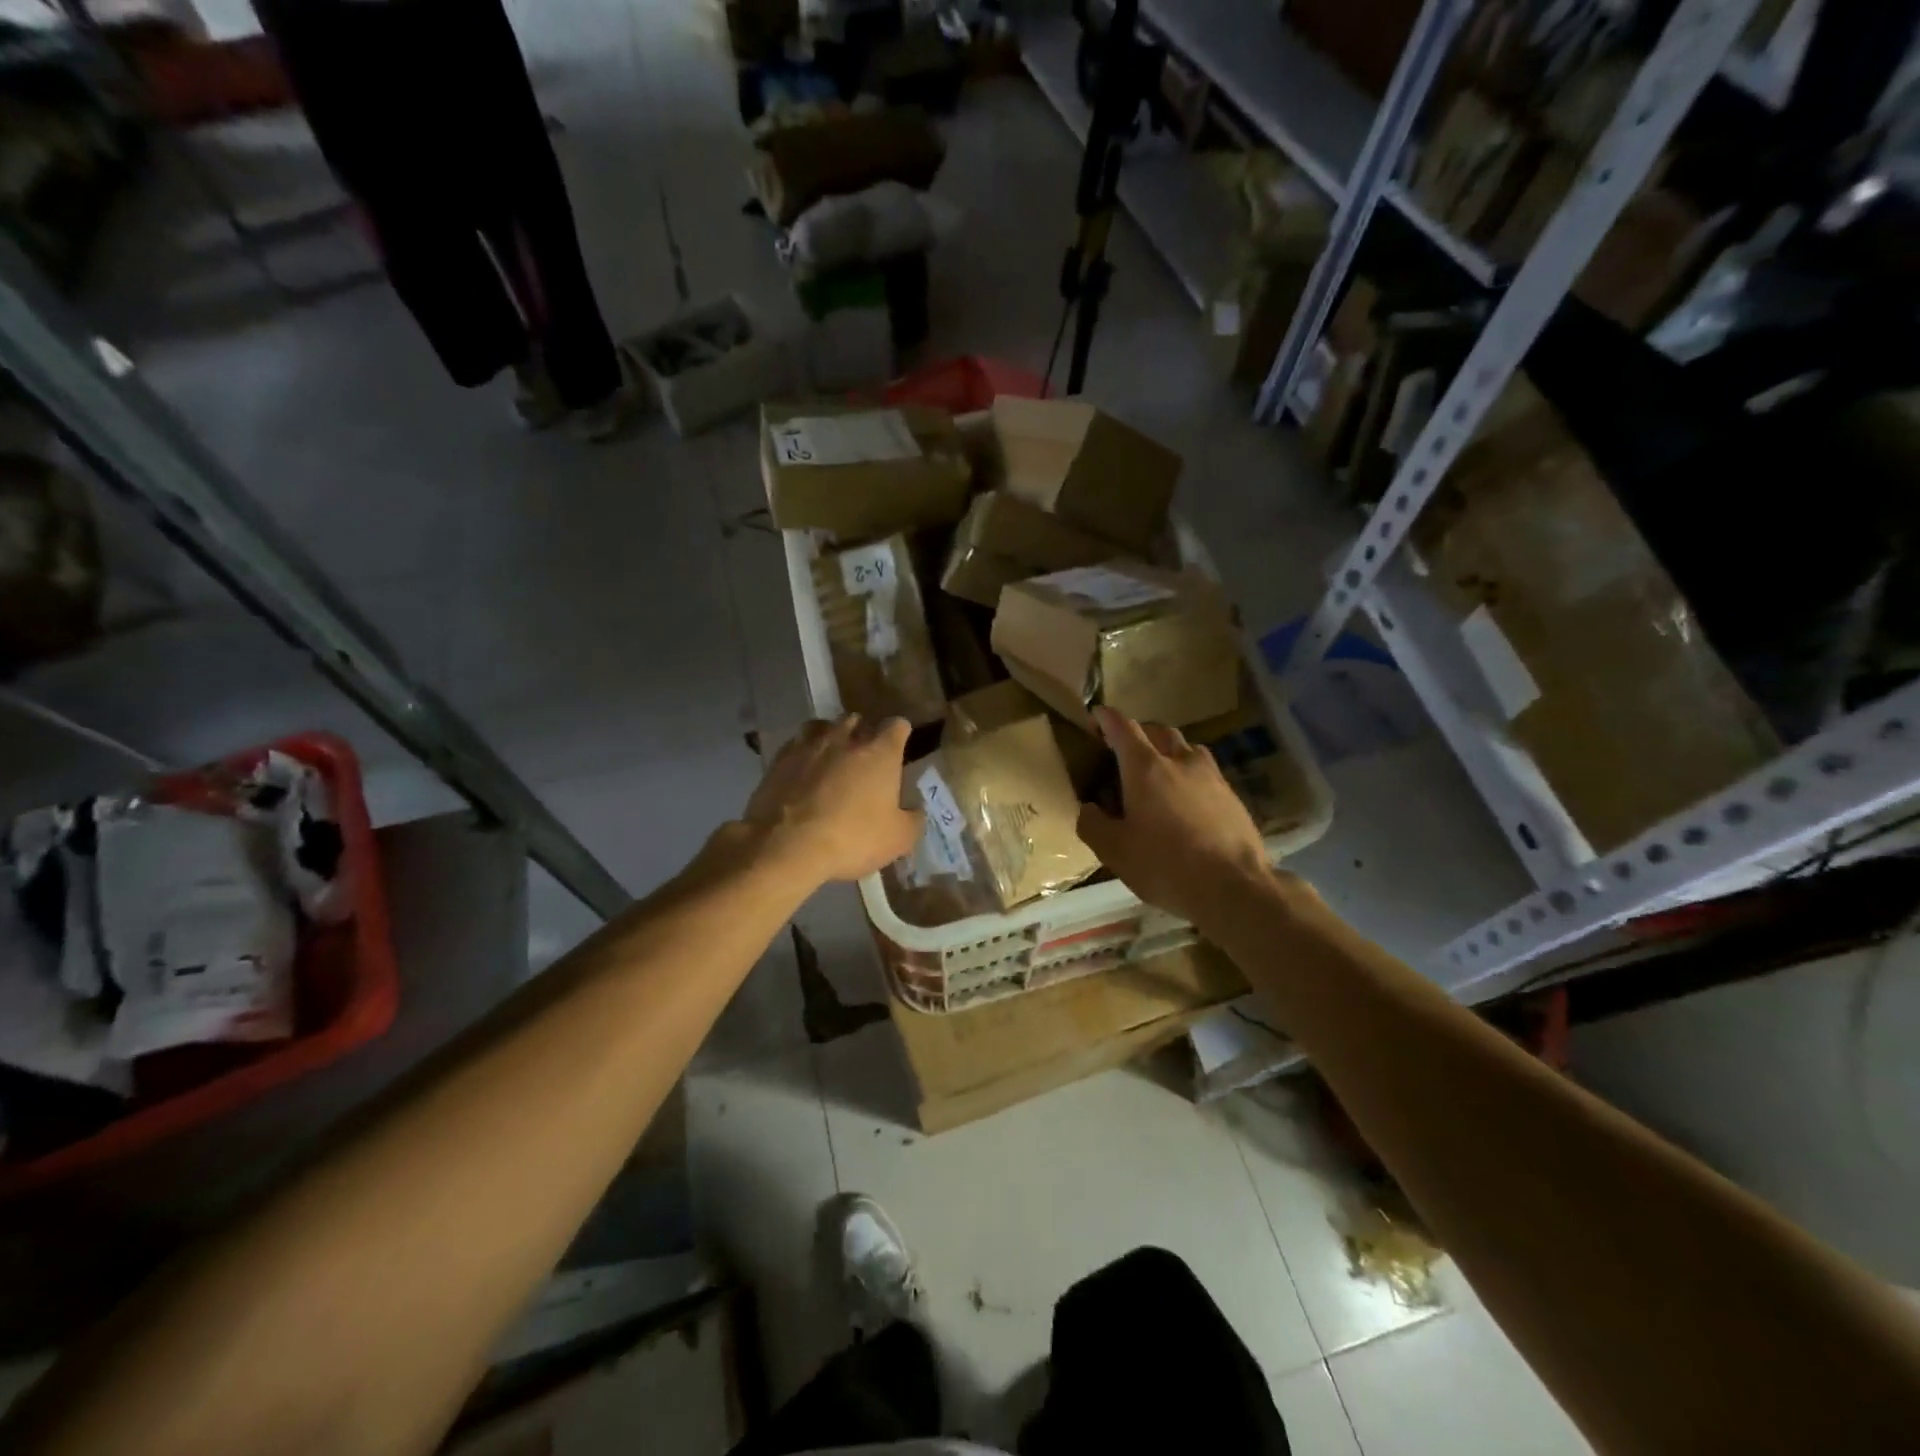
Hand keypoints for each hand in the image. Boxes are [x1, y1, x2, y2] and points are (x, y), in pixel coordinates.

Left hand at [741, 715, 919, 885]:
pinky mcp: (779, 759)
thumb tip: (915, 809)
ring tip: (830, 758)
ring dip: (830, 737)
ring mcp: (809, 745)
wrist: (786, 846)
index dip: (900, 734)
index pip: (897, 725)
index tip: (899, 748)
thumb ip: (914, 819)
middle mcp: (845, 738)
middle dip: (862, 734)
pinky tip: (803, 772)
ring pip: (822, 726)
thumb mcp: (898, 839)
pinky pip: (796, 745)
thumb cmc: (852, 838)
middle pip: (857, 720)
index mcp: (880, 752)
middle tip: (864, 758)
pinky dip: (803, 754)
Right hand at [1076, 707, 1276, 927]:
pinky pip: (1205, 772)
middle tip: (1126, 749)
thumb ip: (1093, 825)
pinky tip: (1187, 801)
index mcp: (1145, 768)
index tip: (1097, 715)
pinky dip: (1190, 775)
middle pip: (1158, 731)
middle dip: (1139, 733)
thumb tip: (1088, 808)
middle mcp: (1179, 761)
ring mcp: (1211, 776)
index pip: (1123, 728)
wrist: (1235, 886)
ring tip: (1160, 772)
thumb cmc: (1165, 865)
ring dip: (1169, 751)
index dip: (1107, 718)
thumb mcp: (1115, 851)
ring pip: (1187, 749)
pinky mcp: (1232, 795)